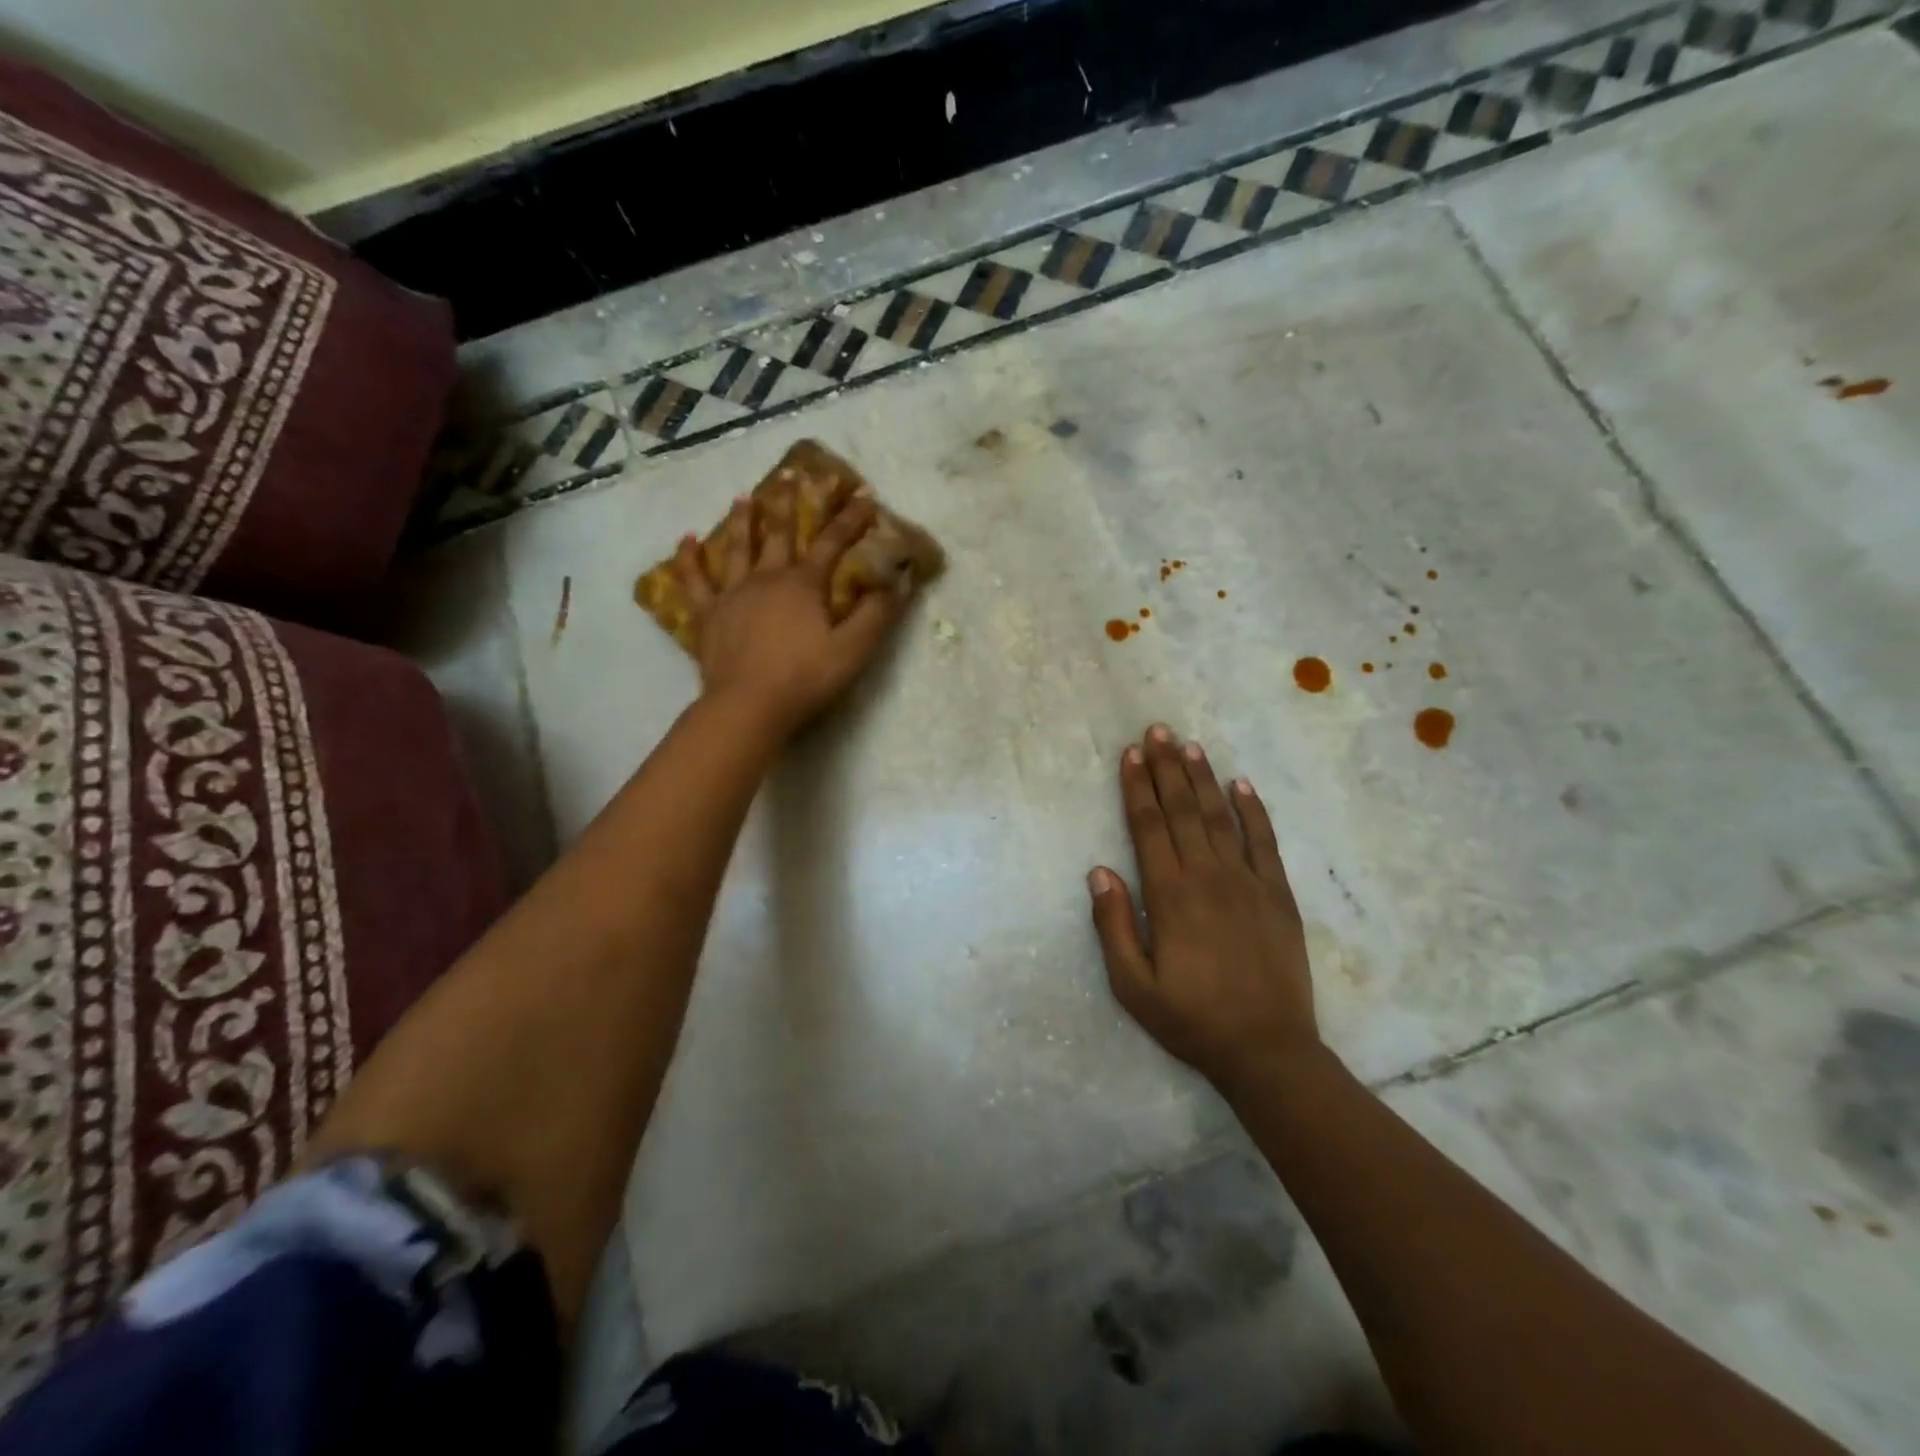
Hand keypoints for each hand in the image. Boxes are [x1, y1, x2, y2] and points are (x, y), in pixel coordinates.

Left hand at [673, 491, 904, 737]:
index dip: (850, 520)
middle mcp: (767, 579)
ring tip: (744, 497)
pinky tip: (685, 540)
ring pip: (737, 548)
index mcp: (804, 585)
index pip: (832, 543)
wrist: (748, 706)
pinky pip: (694, 581)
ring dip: (743, 521)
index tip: (864, 496)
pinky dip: (688, 559)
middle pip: (781, 534)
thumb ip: (877, 615)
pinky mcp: (707, 616)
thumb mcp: (853, 649)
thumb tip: (899, 582)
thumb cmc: (805, 678)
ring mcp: (733, 594)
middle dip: (791, 504)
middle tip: (793, 474)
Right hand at [1087, 724, 1319, 1090]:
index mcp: (1170, 895)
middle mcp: (1208, 876)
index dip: (1137, 787)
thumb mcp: (1133, 985)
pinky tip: (1242, 785)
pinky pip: (1264, 842)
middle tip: (1157, 731)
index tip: (1130, 754)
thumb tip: (1098, 871)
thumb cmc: (1191, 1019)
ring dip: (1202, 779)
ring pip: (1220, 817)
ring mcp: (1247, 882)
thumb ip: (1112, 926)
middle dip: (1166, 768)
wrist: (1267, 1050)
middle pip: (1182, 811)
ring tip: (1189, 745)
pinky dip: (1253, 811)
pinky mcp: (1278, 894)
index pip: (1148, 826)